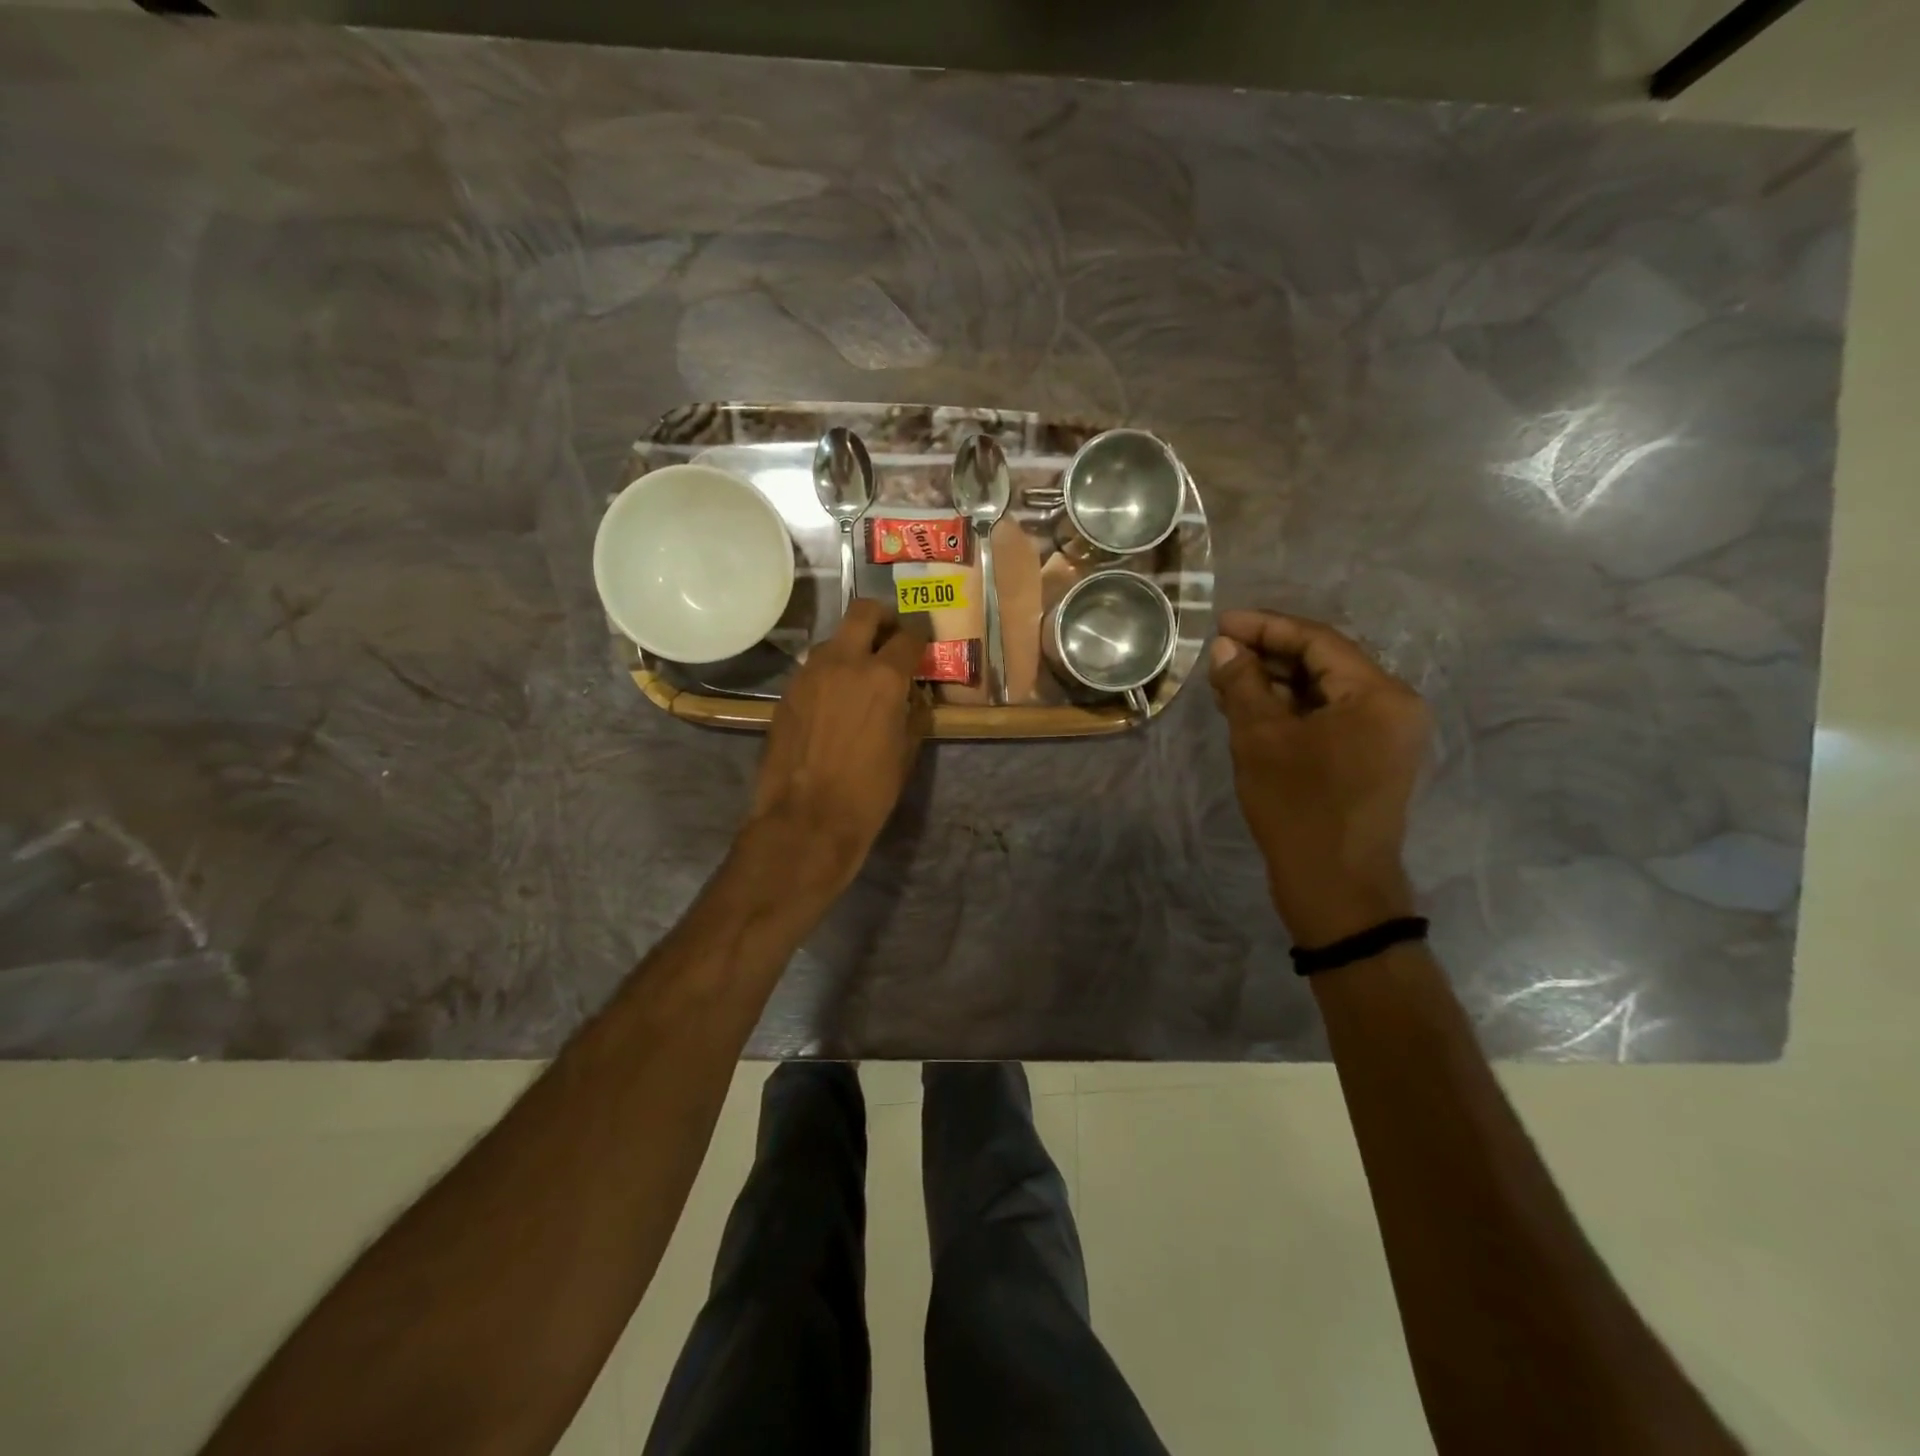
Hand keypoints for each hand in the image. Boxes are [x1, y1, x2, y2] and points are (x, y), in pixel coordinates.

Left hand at [750, 599, 931, 889]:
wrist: (807, 819)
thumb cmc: (868, 792)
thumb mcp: (905, 752)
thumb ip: (912, 713)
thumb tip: (911, 696)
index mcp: (883, 677)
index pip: (908, 637)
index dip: (919, 638)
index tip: (921, 645)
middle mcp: (844, 662)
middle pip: (863, 611)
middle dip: (882, 617)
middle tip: (890, 636)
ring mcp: (809, 674)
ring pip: (834, 640)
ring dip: (852, 647)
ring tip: (860, 676)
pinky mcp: (787, 692)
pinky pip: (814, 669)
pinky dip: (830, 674)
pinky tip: (834, 701)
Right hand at [1209, 610, 1429, 946]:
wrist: (1336, 887)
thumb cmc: (1299, 807)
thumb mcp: (1260, 739)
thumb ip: (1244, 685)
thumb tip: (1227, 648)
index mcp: (1378, 694)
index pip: (1318, 640)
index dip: (1266, 627)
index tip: (1222, 623)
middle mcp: (1393, 706)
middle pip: (1325, 663)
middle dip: (1269, 656)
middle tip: (1220, 653)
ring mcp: (1386, 735)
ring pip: (1324, 692)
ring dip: (1277, 684)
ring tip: (1226, 681)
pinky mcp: (1371, 759)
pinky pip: (1329, 718)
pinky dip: (1291, 711)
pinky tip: (1252, 709)